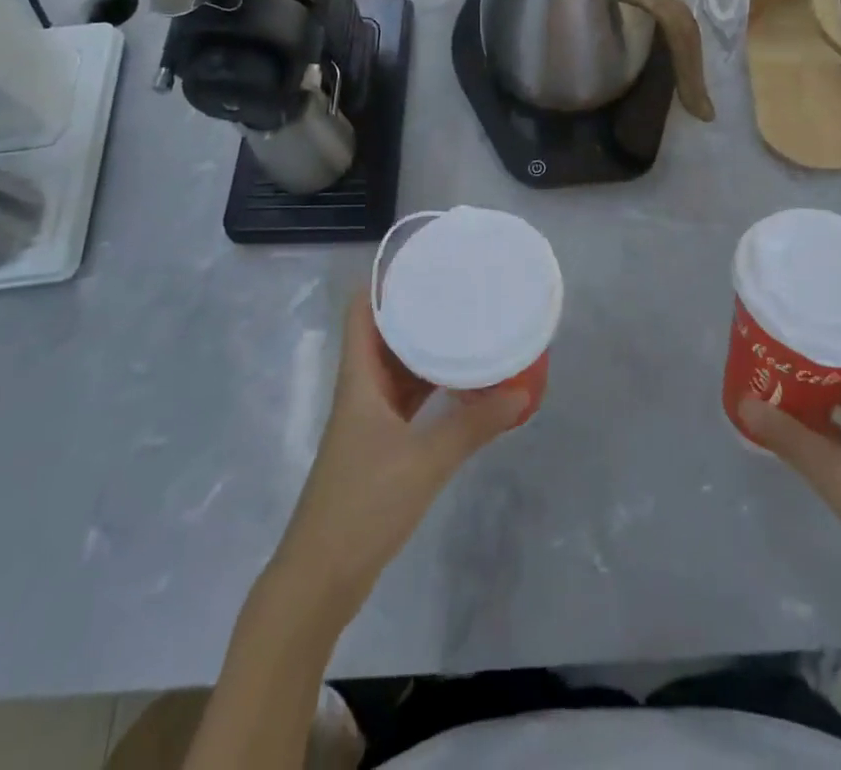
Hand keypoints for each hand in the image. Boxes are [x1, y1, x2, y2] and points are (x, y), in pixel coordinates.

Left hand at [276, 289, 528, 608]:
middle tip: (458, 290)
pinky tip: (460, 384)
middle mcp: (361, 390)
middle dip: (416, 310)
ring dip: (425, 350)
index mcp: (358, 379)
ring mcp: (369, 420)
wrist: (320, 578)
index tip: (423, 262)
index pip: (361, 312)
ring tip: (466, 327)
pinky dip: (430, 387)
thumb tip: (520, 393)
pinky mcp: (379, 447)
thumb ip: (472, 426)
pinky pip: (407, 401)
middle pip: (384, 335)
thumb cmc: (362, 505)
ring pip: (397, 369)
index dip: (383, 281)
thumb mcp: (424, 462)